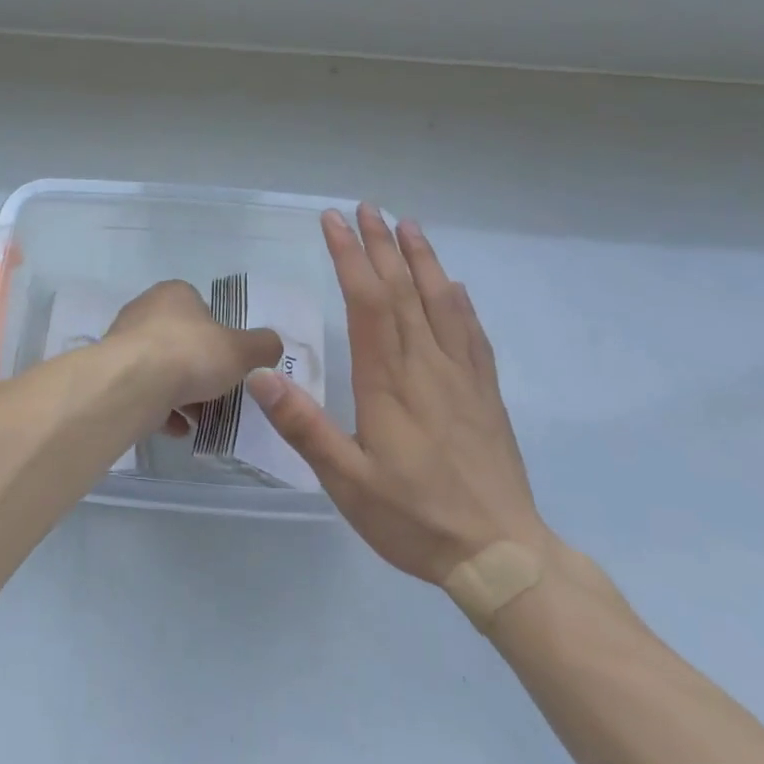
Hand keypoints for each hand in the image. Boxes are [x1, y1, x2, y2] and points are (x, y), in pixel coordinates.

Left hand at [104, 280, 281, 428]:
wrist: (132, 384)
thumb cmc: (190, 354)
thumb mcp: (241, 350)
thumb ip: (262, 346)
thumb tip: (272, 345)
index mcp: (174, 294)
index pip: (201, 308)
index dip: (219, 335)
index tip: (230, 361)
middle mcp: (144, 311)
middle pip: (181, 341)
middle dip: (200, 368)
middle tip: (219, 392)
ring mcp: (123, 342)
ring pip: (161, 368)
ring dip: (181, 393)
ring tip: (201, 419)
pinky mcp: (112, 374)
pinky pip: (144, 391)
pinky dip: (162, 409)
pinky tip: (178, 429)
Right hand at [248, 205, 548, 585]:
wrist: (501, 555)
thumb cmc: (414, 517)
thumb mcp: (346, 480)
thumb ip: (304, 426)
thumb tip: (262, 375)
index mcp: (389, 381)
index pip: (367, 302)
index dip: (350, 257)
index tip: (334, 223)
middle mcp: (426, 365)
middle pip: (402, 291)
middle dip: (381, 245)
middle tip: (367, 208)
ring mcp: (461, 377)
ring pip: (441, 302)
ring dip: (422, 260)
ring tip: (409, 226)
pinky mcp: (485, 394)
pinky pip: (472, 334)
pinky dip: (460, 303)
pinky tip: (455, 287)